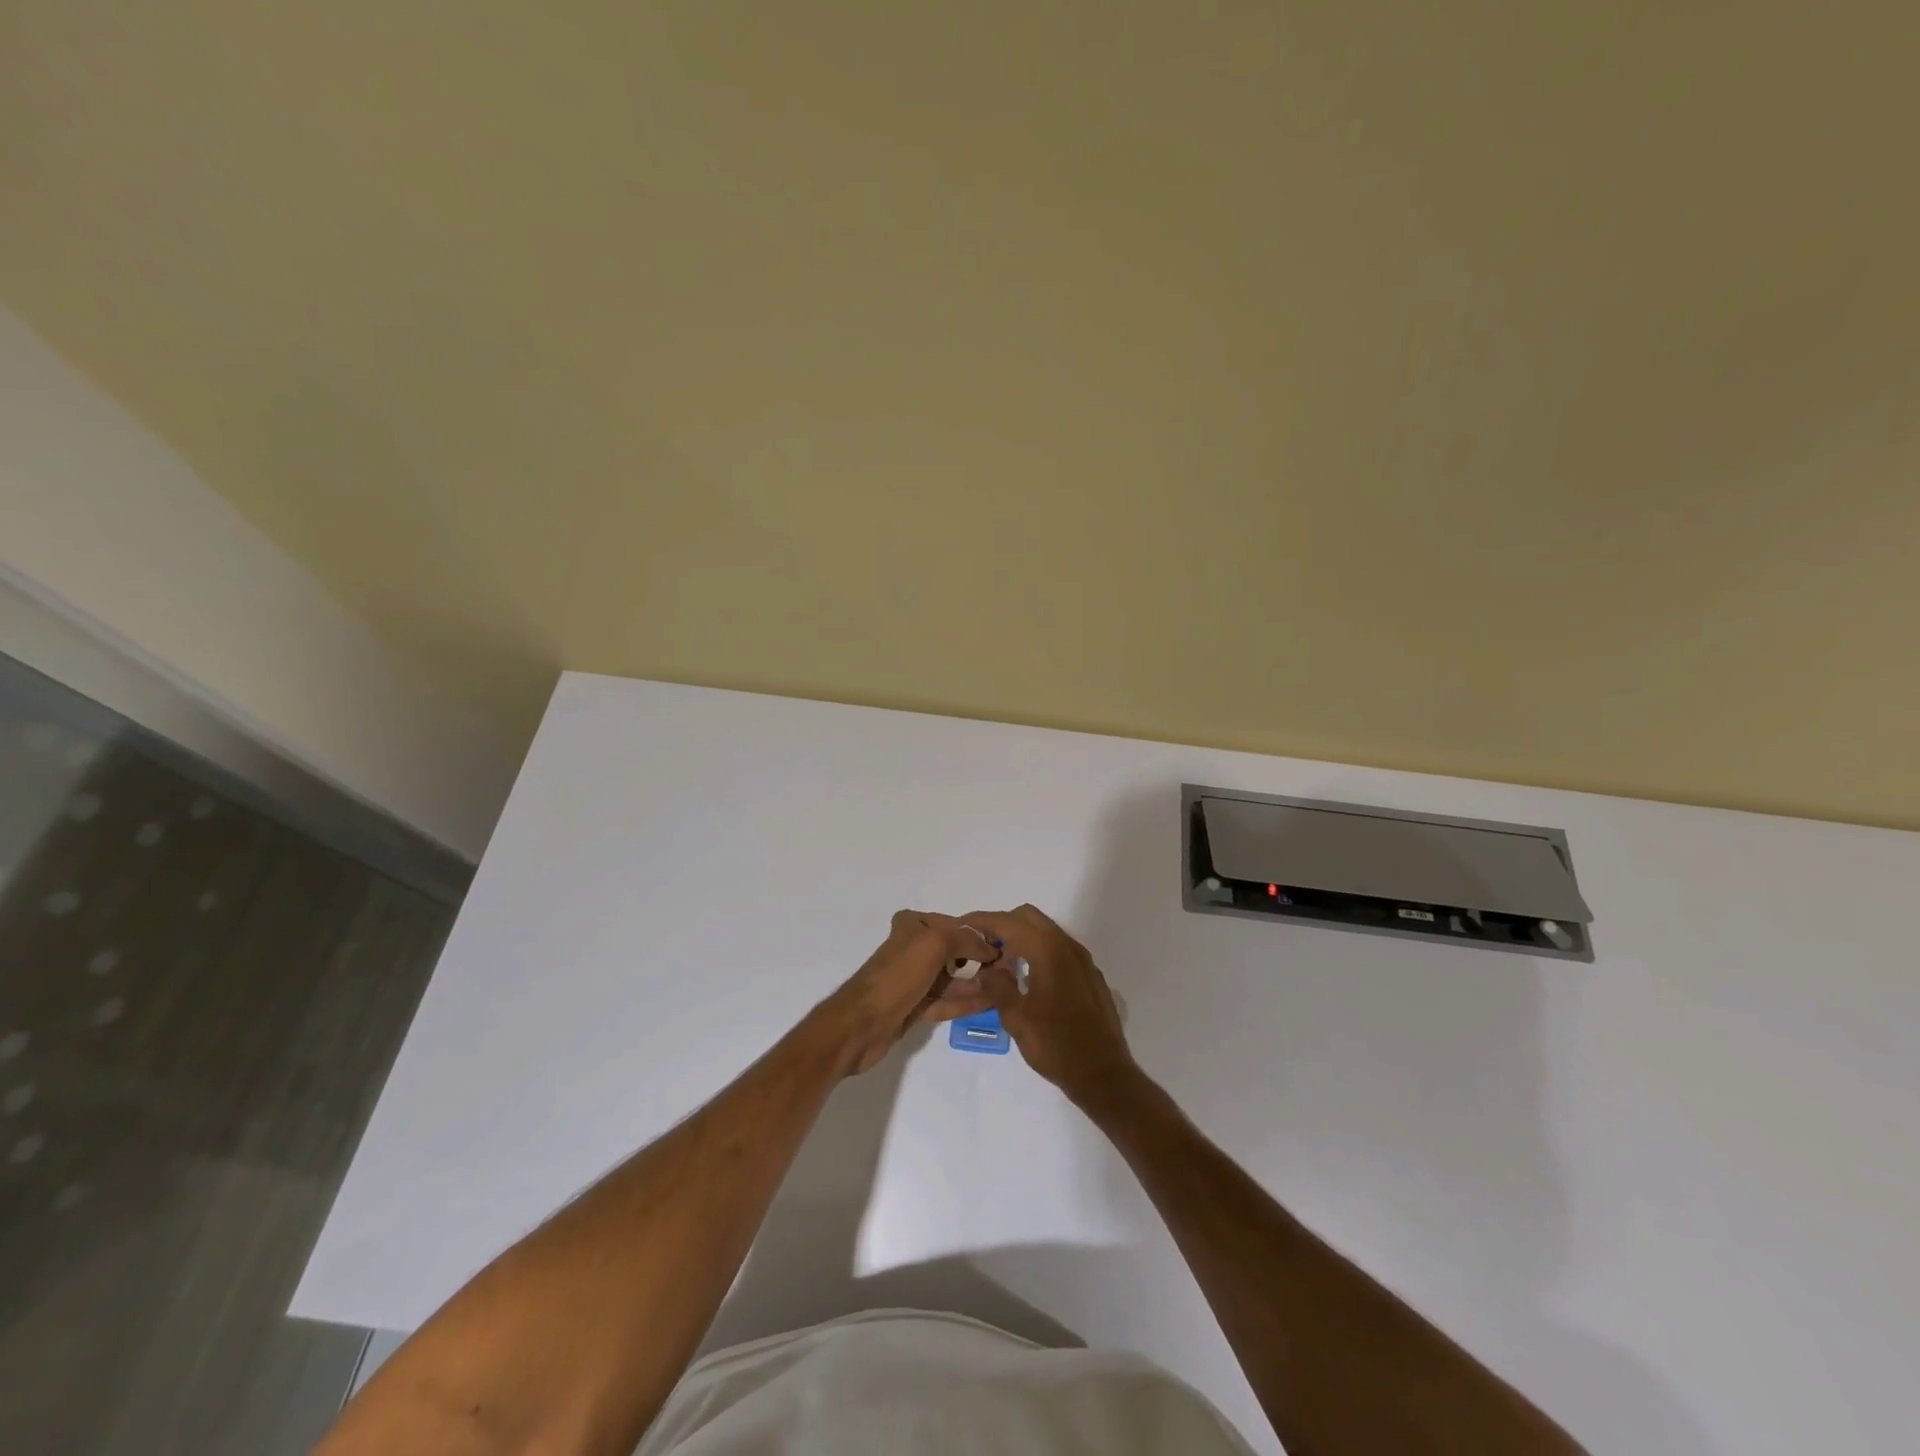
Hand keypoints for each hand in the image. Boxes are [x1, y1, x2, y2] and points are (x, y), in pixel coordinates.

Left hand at [821, 910, 997, 1074]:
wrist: (862, 1024)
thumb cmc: (898, 975)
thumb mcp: (934, 944)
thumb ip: (966, 941)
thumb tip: (990, 948)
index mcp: (914, 925)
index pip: (955, 925)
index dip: (980, 935)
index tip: (1008, 946)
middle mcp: (914, 948)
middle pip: (955, 951)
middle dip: (982, 960)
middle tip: (1012, 969)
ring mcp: (915, 979)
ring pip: (953, 978)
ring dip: (978, 982)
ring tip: (1008, 987)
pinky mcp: (916, 1006)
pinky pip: (948, 1000)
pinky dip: (967, 1001)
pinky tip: (991, 1002)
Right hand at [963, 904, 1139, 1105]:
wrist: (1103, 1074)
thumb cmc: (1055, 1044)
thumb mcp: (1016, 1017)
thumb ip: (997, 986)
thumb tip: (987, 971)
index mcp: (1048, 950)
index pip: (1009, 922)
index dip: (983, 921)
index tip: (963, 926)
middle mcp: (1067, 946)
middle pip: (1029, 918)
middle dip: (1003, 925)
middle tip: (983, 948)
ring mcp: (1082, 960)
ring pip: (1046, 932)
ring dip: (1022, 939)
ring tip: (1003, 966)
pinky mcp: (1090, 975)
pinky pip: (1060, 950)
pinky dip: (1040, 953)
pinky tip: (1030, 980)